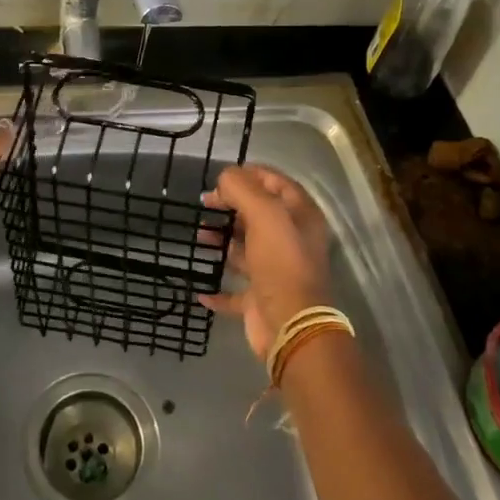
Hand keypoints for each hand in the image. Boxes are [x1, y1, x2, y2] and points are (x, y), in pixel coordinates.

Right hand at [198, 165, 332, 359]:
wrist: (290, 325)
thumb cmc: (280, 262)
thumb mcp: (264, 213)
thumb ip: (242, 188)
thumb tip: (224, 179)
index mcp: (300, 217)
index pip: (276, 182)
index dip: (251, 174)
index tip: (222, 176)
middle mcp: (291, 241)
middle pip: (259, 214)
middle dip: (231, 205)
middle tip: (206, 202)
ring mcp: (275, 271)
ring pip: (245, 249)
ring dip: (222, 240)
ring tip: (199, 234)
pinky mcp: (260, 299)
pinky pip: (235, 290)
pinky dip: (217, 289)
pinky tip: (200, 287)